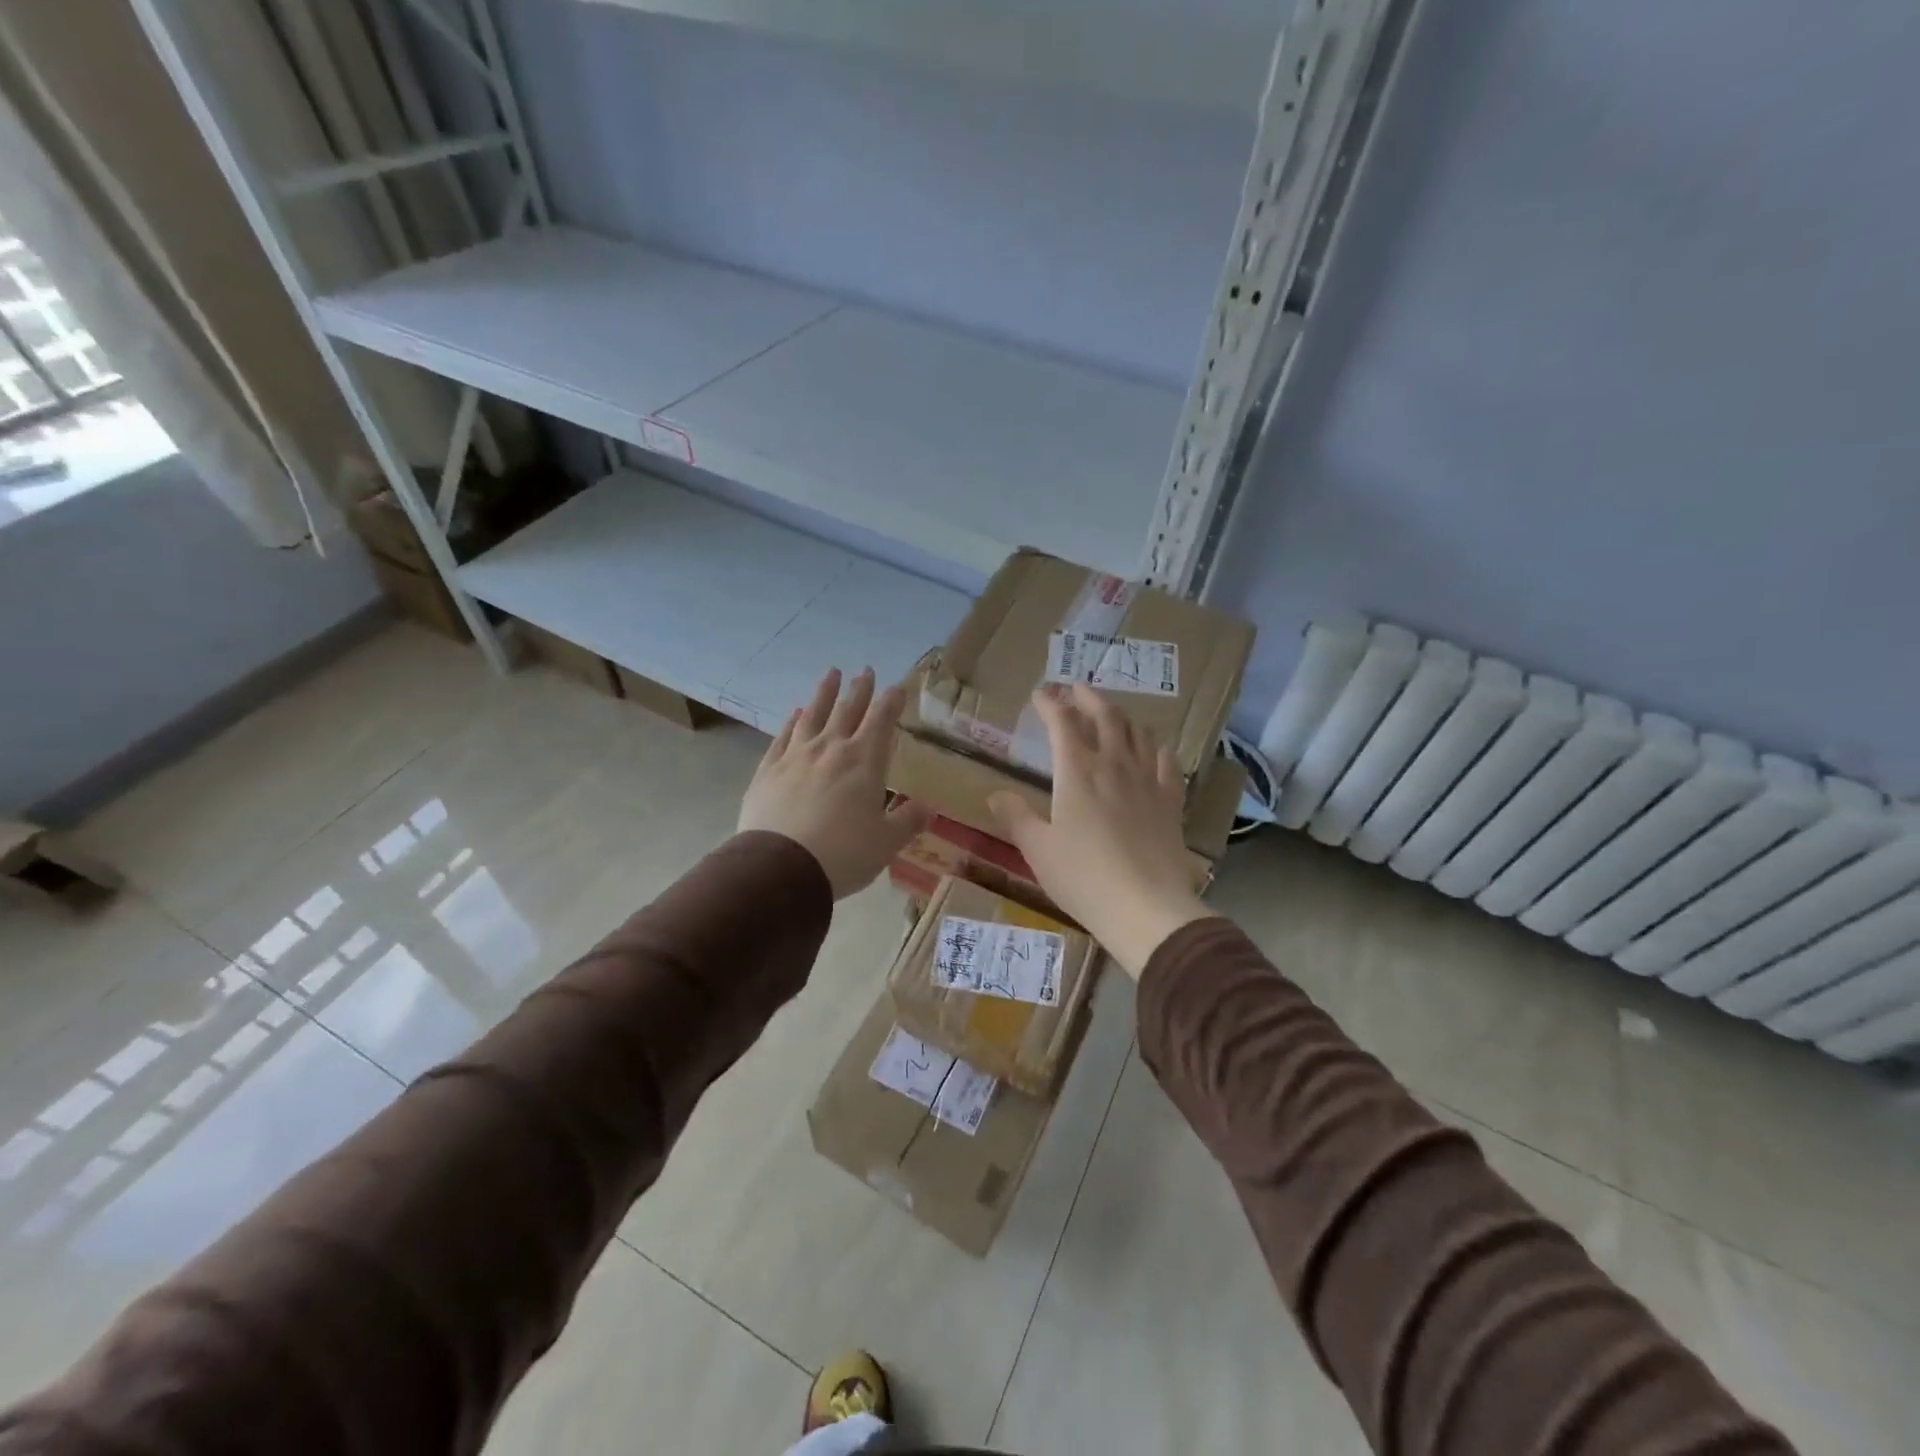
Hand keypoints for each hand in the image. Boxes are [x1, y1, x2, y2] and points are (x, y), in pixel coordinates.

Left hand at [739, 667, 929, 898]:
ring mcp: (795, 757)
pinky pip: (783, 738)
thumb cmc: (843, 854)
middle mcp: (830, 749)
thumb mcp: (886, 843)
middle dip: (859, 690)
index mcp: (864, 762)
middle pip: (847, 711)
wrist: (781, 868)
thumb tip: (928, 807)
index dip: (891, 702)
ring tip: (831, 674)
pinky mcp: (768, 771)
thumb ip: (908, 821)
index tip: (898, 687)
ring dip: (824, 693)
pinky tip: (795, 714)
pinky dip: (792, 722)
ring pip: (813, 715)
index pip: (881, 721)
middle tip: (865, 670)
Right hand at [988, 684, 1210, 977]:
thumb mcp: (1037, 849)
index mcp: (1077, 772)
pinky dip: (1157, 748)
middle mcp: (1114, 766)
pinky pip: (1167, 762)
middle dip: (1088, 698)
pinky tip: (1154, 749)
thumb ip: (1016, 817)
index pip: (1062, 724)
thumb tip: (995, 794)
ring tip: (1111, 713)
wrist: (1145, 906)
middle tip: (1076, 688)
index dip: (1050, 704)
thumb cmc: (1082, 877)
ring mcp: (1147, 781)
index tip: (1040, 694)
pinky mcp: (1170, 801)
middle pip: (1105, 717)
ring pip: (1137, 733)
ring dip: (1122, 716)